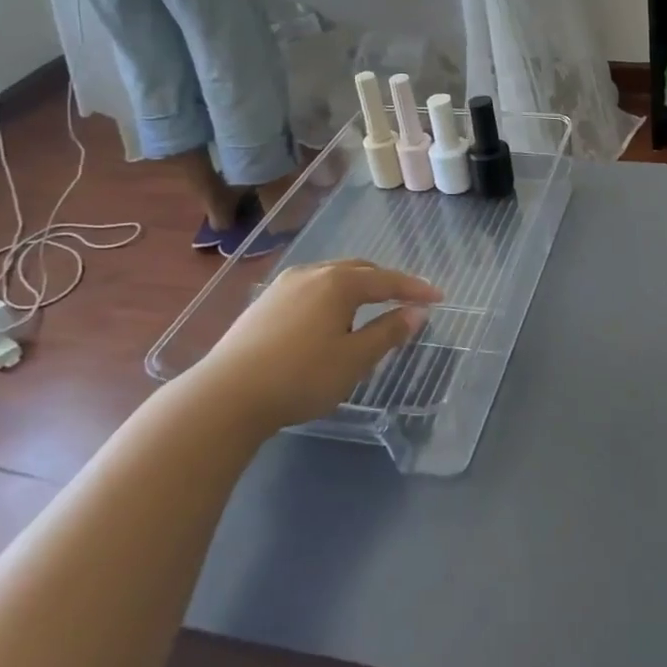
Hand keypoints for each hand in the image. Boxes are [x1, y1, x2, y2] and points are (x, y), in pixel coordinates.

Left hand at [196, 260, 441, 427]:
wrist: (226, 396)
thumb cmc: (301, 377)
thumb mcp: (354, 359)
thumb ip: (388, 332)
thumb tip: (416, 313)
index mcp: (339, 283)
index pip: (387, 280)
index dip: (415, 289)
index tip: (439, 298)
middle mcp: (312, 273)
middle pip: (359, 271)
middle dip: (386, 283)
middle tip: (406, 300)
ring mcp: (283, 286)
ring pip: (331, 277)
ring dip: (357, 287)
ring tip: (370, 307)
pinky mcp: (264, 303)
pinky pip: (311, 288)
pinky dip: (332, 296)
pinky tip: (329, 317)